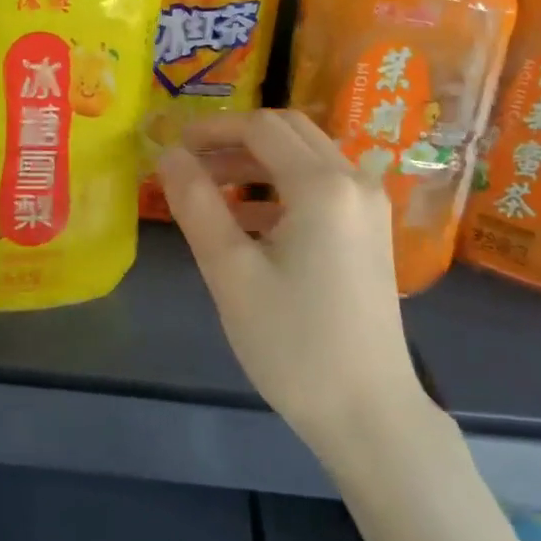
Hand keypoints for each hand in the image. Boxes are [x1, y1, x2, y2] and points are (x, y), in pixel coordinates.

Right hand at [157, 109, 424, 458]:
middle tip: (190, 163)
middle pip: (288, 132)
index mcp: (322, 184)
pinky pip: (322, 186)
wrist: (369, 412)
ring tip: (210, 191)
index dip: (212, 129)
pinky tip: (248, 222)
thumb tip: (169, 155)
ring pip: (306, 157)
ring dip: (257, 163)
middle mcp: (354, 180)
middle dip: (235, 140)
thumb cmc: (293, 343)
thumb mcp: (230, 272)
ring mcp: (369, 206)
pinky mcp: (371, 231)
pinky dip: (282, 188)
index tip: (173, 147)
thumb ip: (196, 204)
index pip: (260, 127)